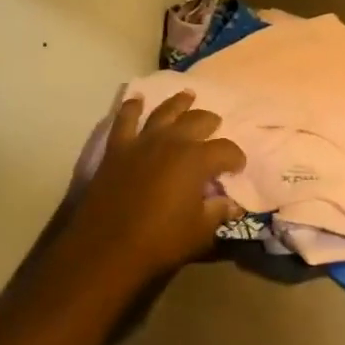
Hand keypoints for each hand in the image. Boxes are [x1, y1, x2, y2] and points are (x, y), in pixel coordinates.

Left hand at [60, 91, 246, 287]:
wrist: (107, 248)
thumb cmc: (160, 241)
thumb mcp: (200, 231)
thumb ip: (218, 212)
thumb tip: (232, 205)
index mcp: (197, 160)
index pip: (226, 150)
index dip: (236, 158)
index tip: (238, 167)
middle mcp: (172, 142)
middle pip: (197, 121)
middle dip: (210, 122)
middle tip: (215, 126)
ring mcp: (142, 142)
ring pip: (164, 112)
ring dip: (178, 103)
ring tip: (187, 95)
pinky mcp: (117, 149)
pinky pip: (125, 120)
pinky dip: (131, 107)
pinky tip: (136, 99)